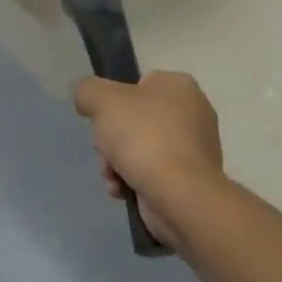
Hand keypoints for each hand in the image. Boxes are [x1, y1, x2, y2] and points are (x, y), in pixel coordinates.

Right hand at [74, 71, 223, 248]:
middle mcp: (193, 113)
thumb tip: (86, 100)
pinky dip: (134, 180)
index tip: (104, 119)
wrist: (180, 196)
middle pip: (134, 120)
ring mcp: (194, 150)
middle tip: (105, 151)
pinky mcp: (191, 181)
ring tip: (112, 177)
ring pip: (140, 148)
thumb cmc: (144, 136)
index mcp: (179, 86)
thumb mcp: (102, 99)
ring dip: (117, 163)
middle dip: (112, 139)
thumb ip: (87, 90)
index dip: (115, 101)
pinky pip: (153, 174)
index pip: (138, 85)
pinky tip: (123, 190)